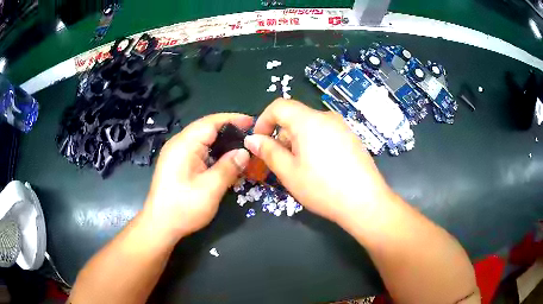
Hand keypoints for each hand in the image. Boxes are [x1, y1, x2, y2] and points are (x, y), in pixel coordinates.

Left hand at [143, 114, 252, 241]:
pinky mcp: (177, 164)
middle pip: (206, 128)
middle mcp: (178, 144)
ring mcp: (176, 154)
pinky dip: (213, 152)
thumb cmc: (183, 208)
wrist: (160, 225)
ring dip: (221, 142)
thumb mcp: (210, 189)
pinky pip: (198, 150)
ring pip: (202, 140)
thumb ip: (228, 167)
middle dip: (229, 130)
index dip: (232, 119)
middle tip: (250, 137)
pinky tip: (225, 160)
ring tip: (241, 147)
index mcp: (184, 145)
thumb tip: (245, 152)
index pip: (210, 122)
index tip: (252, 123)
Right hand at [244, 99, 394, 223]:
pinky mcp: (352, 138)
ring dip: (297, 142)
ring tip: (301, 169)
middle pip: (295, 117)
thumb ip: (268, 151)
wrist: (365, 202)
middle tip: (281, 162)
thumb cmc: (322, 188)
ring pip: (310, 127)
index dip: (263, 121)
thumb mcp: (289, 172)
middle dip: (281, 136)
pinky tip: (320, 168)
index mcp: (309, 121)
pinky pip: (325, 134)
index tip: (259, 141)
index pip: (279, 106)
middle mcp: (327, 118)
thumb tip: (252, 139)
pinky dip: (314, 144)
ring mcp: (342, 127)